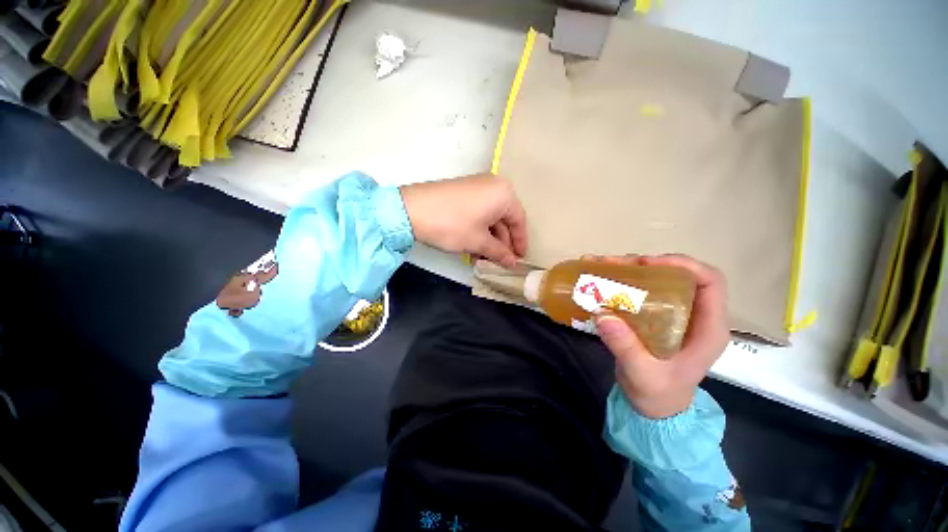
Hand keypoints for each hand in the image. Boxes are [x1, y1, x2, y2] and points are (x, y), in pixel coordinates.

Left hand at [400, 174, 527, 267]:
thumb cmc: (452, 225)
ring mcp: (476, 187)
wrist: (411, 209)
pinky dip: (477, 231)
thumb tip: (512, 263)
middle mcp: (493, 186)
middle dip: (501, 244)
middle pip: (504, 220)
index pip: (519, 221)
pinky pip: (478, 214)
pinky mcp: (462, 192)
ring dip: (488, 241)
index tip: (519, 259)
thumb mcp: (479, 242)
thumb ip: (499, 253)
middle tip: (499, 262)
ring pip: (489, 219)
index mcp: (504, 193)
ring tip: (482, 260)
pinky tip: (471, 249)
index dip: (520, 242)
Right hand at [589, 254, 730, 418]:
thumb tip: (602, 314)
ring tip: (602, 267)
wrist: (655, 409)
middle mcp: (694, 315)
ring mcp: (675, 315)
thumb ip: (626, 348)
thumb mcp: (643, 375)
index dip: (683, 266)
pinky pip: (642, 291)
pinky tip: (601, 280)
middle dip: (646, 265)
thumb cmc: (658, 396)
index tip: (646, 264)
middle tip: (614, 265)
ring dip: (630, 270)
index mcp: (707, 329)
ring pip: (658, 280)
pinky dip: (622, 282)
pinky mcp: (657, 317)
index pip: (710, 282)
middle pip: (678, 275)